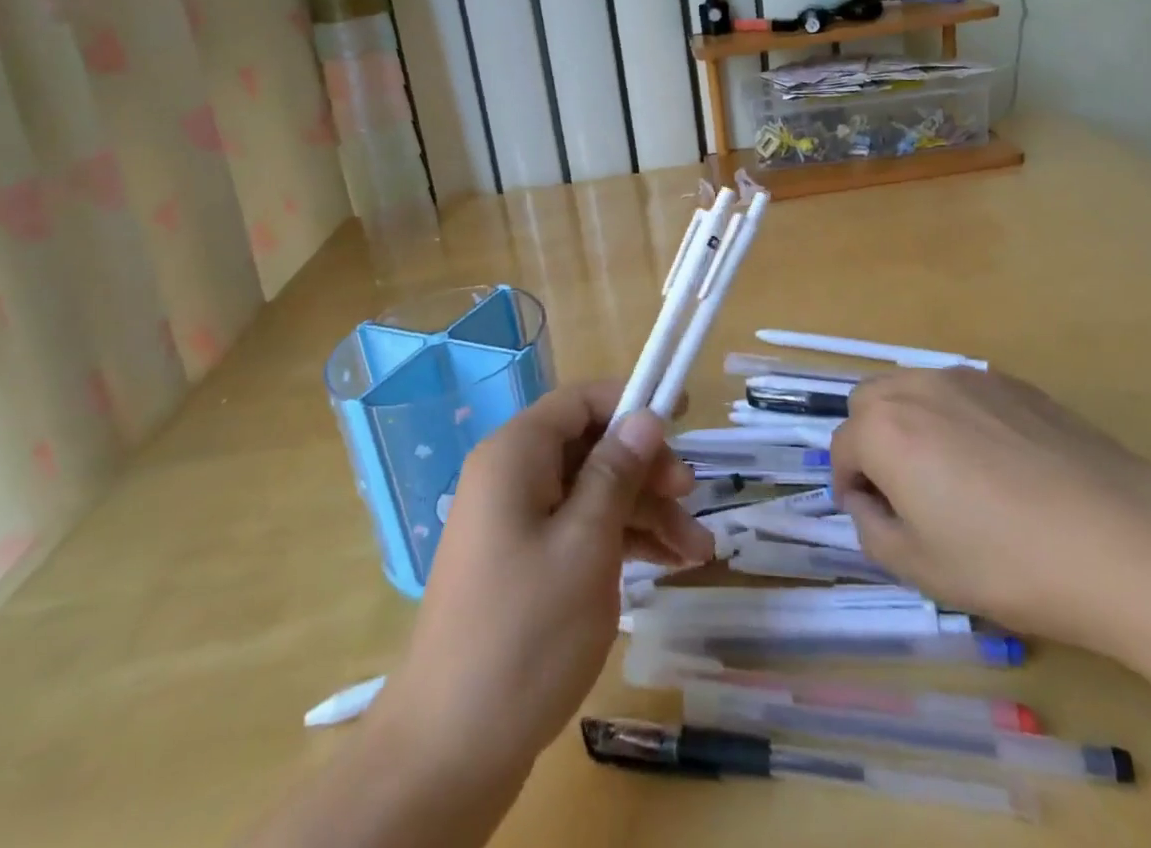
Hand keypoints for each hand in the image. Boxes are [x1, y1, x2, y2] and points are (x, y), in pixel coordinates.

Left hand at [372, 383, 713, 781]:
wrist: (452, 749)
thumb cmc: (526, 631)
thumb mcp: (586, 543)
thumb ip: (617, 472)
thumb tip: (645, 416)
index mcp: (516, 455)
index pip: (580, 401)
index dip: (631, 401)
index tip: (683, 416)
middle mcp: (512, 477)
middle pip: (590, 448)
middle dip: (646, 470)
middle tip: (692, 497)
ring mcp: (516, 522)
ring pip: (591, 493)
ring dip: (645, 513)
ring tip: (698, 552)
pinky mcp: (525, 563)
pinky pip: (579, 530)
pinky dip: (621, 541)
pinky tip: (668, 565)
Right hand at [830, 367, 1150, 656]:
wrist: (1128, 544)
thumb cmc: (1011, 563)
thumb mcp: (922, 570)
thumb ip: (872, 530)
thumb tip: (871, 502)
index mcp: (884, 429)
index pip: (841, 449)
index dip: (850, 488)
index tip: (877, 519)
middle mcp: (918, 388)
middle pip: (869, 403)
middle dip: (872, 441)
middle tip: (906, 491)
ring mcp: (969, 378)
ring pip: (914, 390)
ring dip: (912, 423)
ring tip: (954, 475)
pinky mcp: (1015, 383)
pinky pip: (963, 393)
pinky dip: (958, 418)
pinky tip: (1001, 465)